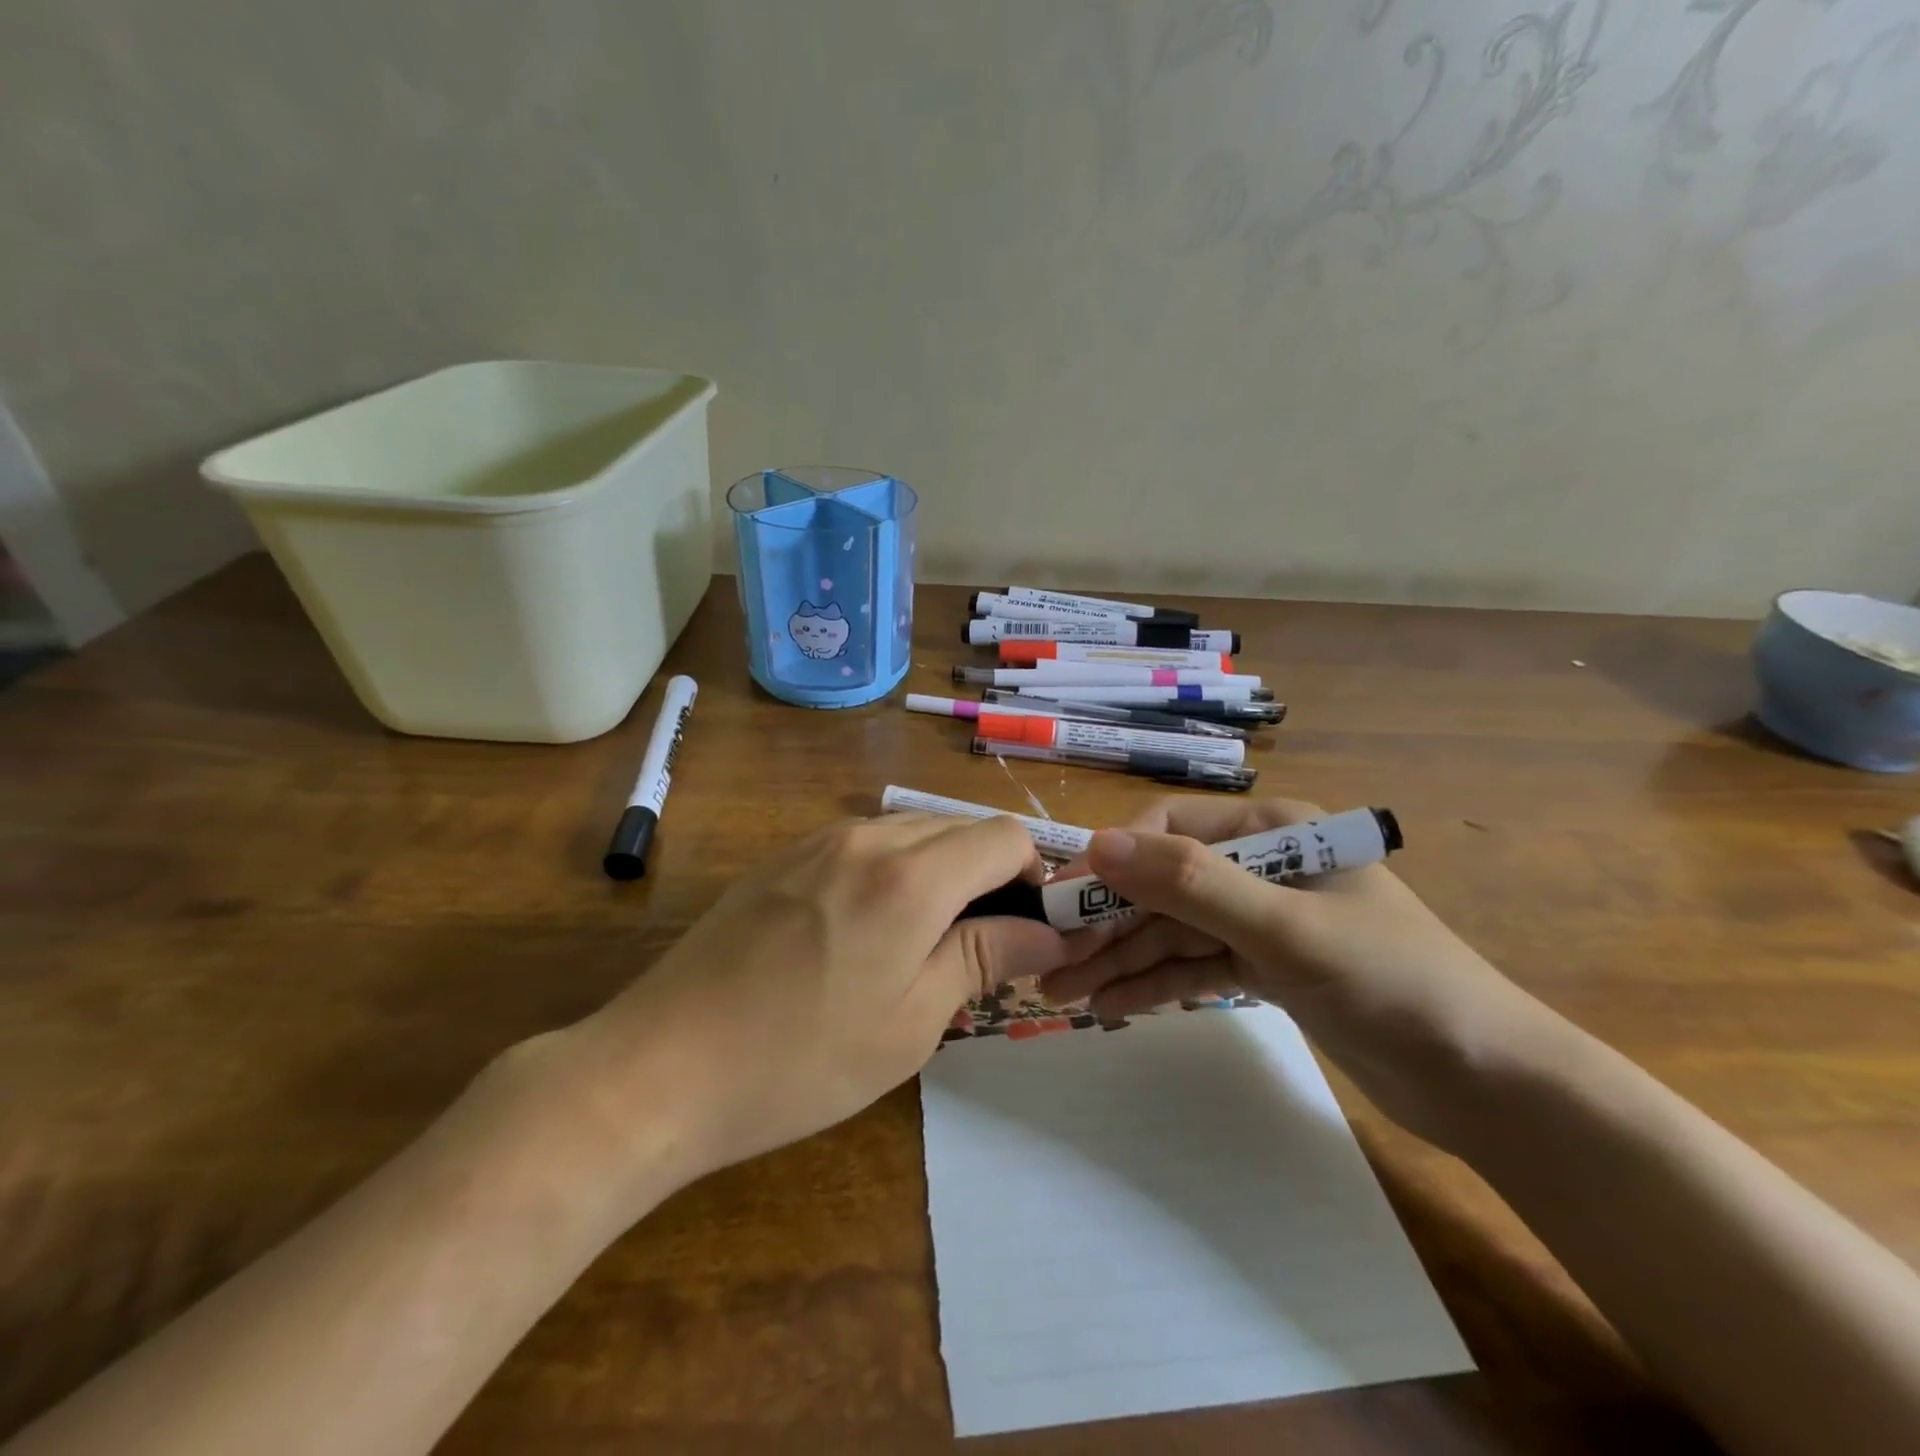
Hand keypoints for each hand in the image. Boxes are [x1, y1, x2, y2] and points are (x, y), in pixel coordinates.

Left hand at [517, 813, 1083, 1200]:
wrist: (659, 1067)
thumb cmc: (800, 1060)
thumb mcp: (912, 1022)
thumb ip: (985, 958)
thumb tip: (1049, 932)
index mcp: (911, 875)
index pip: (1006, 836)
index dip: (1032, 877)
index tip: (1025, 932)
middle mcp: (869, 836)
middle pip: (961, 828)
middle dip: (989, 876)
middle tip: (979, 949)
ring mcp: (819, 840)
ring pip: (913, 832)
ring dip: (940, 873)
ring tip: (921, 945)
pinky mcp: (784, 856)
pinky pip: (864, 844)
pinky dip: (892, 872)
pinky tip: (863, 933)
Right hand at [1040, 797, 1546, 1145]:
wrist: (1491, 1084)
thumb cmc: (1393, 983)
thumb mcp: (1286, 928)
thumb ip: (1192, 883)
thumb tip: (1098, 843)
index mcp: (1274, 830)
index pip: (1170, 829)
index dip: (1111, 860)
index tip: (1060, 902)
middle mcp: (1262, 865)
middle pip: (1164, 884)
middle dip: (1108, 922)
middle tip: (1049, 964)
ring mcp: (1262, 918)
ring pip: (1174, 930)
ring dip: (1121, 959)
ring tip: (1062, 994)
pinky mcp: (1266, 967)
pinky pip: (1196, 965)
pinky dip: (1157, 984)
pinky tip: (1112, 1007)